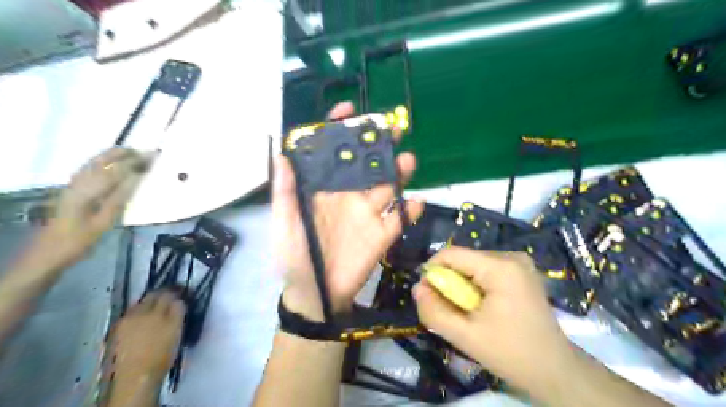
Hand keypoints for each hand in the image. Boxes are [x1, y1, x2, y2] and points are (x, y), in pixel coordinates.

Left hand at [36, 147, 150, 265]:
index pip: (115, 170)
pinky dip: (104, 162)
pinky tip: (113, 165)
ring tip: (134, 155)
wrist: (49, 251)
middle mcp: (78, 182)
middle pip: (102, 161)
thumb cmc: (80, 239)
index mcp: (87, 191)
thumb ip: (118, 198)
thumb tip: (135, 179)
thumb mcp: (104, 222)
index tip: (153, 157)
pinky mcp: (71, 189)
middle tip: (146, 154)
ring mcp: (73, 184)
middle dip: (124, 154)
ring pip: (94, 162)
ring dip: (114, 156)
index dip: (135, 162)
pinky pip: (90, 168)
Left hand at [103, 291, 185, 404]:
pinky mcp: (116, 332)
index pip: (167, 293)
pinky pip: (131, 316)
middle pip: (151, 296)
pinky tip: (143, 322)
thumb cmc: (162, 353)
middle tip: (171, 298)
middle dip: (161, 295)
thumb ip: (178, 311)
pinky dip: (139, 315)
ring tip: (157, 311)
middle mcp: (138, 311)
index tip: (183, 291)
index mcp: (156, 310)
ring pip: (140, 305)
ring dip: (149, 304)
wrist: (136, 376)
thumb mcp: (177, 330)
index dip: (175, 291)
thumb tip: (179, 299)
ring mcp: (125, 321)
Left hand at [274, 102, 426, 321]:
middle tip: (394, 127)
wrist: (316, 295)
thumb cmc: (294, 258)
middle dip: (380, 144)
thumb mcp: (284, 224)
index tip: (351, 109)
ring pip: (388, 186)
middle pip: (368, 164)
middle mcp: (349, 195)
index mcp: (324, 189)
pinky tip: (417, 203)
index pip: (333, 153)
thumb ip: (285, 193)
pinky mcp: (382, 235)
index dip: (340, 130)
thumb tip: (281, 155)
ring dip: (399, 172)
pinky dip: (411, 210)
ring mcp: (368, 214)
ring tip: (407, 160)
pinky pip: (400, 218)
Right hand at [414, 246, 578, 392]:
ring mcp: (519, 262)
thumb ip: (434, 311)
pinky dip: (475, 285)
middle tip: (451, 310)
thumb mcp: (465, 336)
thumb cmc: (511, 353)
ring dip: (462, 285)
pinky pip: (485, 269)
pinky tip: (483, 307)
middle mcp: (511, 256)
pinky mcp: (521, 271)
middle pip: (463, 259)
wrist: (555, 370)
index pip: (451, 254)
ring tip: (469, 311)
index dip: (432, 271)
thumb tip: (417, 287)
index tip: (428, 295)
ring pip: (472, 264)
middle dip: (449, 281)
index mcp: (500, 267)